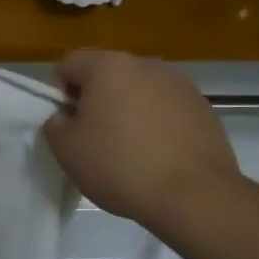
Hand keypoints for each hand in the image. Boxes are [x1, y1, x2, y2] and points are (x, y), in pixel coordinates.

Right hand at [42, 50, 240, 229]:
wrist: (194, 195)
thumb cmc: (120, 166)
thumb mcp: (66, 150)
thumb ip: (55, 124)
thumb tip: (66, 117)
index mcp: (108, 66)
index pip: (68, 64)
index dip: (59, 94)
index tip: (67, 125)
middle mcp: (145, 64)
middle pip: (106, 75)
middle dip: (96, 101)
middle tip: (95, 139)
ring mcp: (179, 84)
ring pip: (139, 91)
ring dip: (128, 110)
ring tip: (131, 150)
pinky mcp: (202, 107)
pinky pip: (166, 108)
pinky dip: (157, 124)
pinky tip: (159, 156)